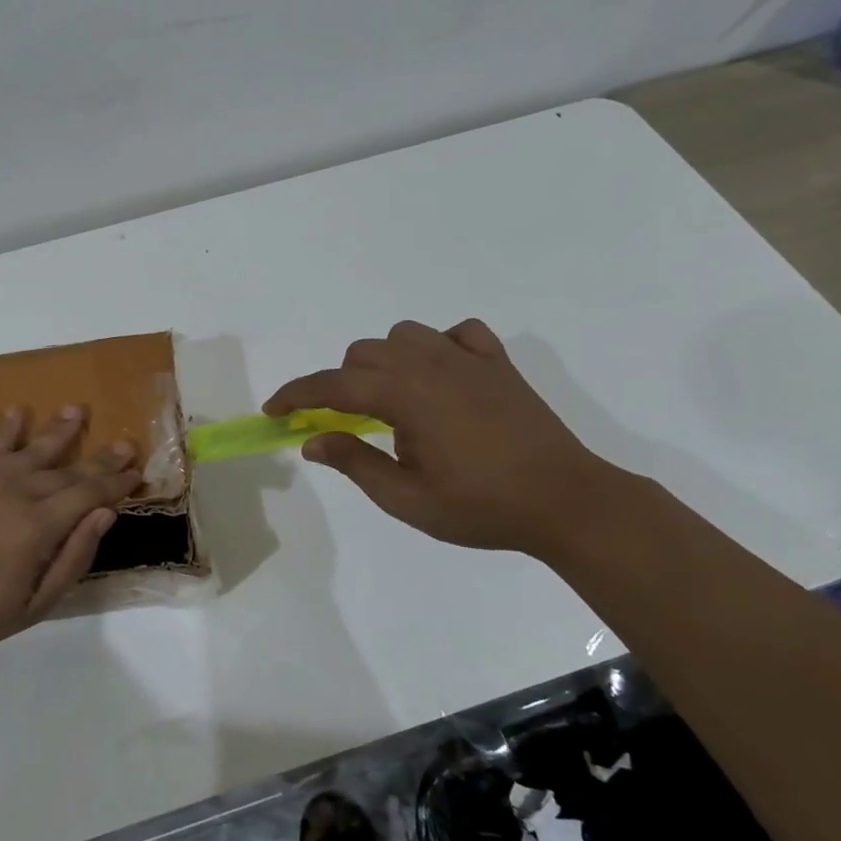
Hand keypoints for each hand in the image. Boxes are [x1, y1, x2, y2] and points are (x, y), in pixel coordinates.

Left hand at [0, 406, 143, 667]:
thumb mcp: (30, 607)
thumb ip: (71, 559)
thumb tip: (105, 515)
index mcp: (37, 527)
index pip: (89, 495)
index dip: (116, 484)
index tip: (137, 474)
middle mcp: (16, 492)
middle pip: (67, 470)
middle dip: (100, 459)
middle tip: (125, 443)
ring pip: (33, 449)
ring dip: (59, 430)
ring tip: (78, 410)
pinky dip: (8, 429)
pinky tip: (19, 412)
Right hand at [264, 319, 618, 555]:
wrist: (567, 502)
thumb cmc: (481, 507)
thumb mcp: (406, 499)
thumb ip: (355, 463)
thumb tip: (312, 441)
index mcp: (404, 395)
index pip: (332, 385)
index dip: (296, 395)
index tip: (274, 410)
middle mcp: (430, 364)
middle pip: (363, 354)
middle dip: (341, 384)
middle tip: (346, 424)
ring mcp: (467, 358)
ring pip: (403, 335)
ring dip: (384, 361)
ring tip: (393, 399)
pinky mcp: (497, 363)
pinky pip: (457, 333)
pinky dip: (438, 346)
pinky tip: (442, 375)